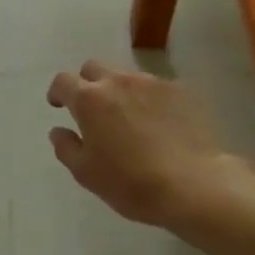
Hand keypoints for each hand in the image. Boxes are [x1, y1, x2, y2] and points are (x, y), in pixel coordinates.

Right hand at [46, 61, 254, 231]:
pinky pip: (156, 88)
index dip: (58, 92)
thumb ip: (66, 148)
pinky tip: (158, 123)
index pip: (63, 81)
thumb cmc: (132, 182)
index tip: (59, 105)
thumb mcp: (86, 173)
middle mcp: (118, 82)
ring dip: (119, 91)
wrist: (196, 185)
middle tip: (93, 109)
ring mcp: (152, 83)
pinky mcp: (181, 91)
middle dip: (87, 83)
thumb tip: (59, 131)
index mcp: (89, 99)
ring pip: (126, 76)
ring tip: (128, 117)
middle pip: (93, 68)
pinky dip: (149, 100)